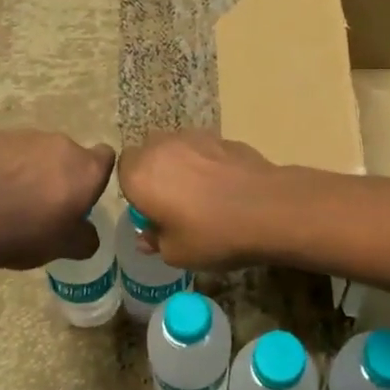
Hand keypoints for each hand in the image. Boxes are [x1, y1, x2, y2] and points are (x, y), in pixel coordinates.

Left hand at [0, 130, 114, 271]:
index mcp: (85, 169)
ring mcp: (26, 136)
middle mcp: (61, 144)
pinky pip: (6, 150)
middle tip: (43, 203)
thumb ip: (85, 239)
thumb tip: (88, 234)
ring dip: (30, 168)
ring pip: (36, 150)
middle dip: (60, 174)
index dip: (95, 175)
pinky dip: (3, 165)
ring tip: (10, 197)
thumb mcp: (64, 248)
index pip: (105, 157)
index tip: (81, 195)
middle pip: (68, 155)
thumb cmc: (26, 232)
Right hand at [117, 130, 278, 270]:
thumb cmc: (212, 234)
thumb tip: (148, 235)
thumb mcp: (176, 253)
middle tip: (173, 202)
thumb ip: (155, 240)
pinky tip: (225, 186)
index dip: (135, 189)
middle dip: (156, 172)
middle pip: (148, 153)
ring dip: (181, 164)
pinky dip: (207, 162)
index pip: (121, 170)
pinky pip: (203, 149)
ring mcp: (194, 137)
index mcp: (140, 174)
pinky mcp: (222, 137)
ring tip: (201, 193)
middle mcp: (162, 147)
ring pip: (176, 147)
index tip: (150, 210)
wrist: (268, 209)